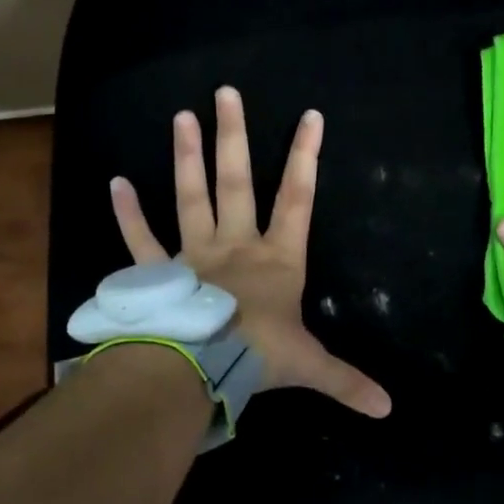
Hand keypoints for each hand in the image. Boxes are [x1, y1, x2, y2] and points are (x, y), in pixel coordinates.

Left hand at [109, 86, 391, 417]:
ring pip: (191, 197)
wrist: (199, 367)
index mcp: (277, 259)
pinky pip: (141, 239)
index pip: (298, 198)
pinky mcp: (160, 272)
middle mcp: (237, 245)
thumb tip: (388, 410)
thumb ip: (347, 382)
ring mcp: (195, 254)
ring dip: (186, 158)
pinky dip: (127, 213)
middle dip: (234, 138)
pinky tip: (115, 182)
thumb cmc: (258, 355)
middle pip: (237, 182)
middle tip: (225, 93)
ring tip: (181, 116)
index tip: (310, 116)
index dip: (305, 156)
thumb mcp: (310, 367)